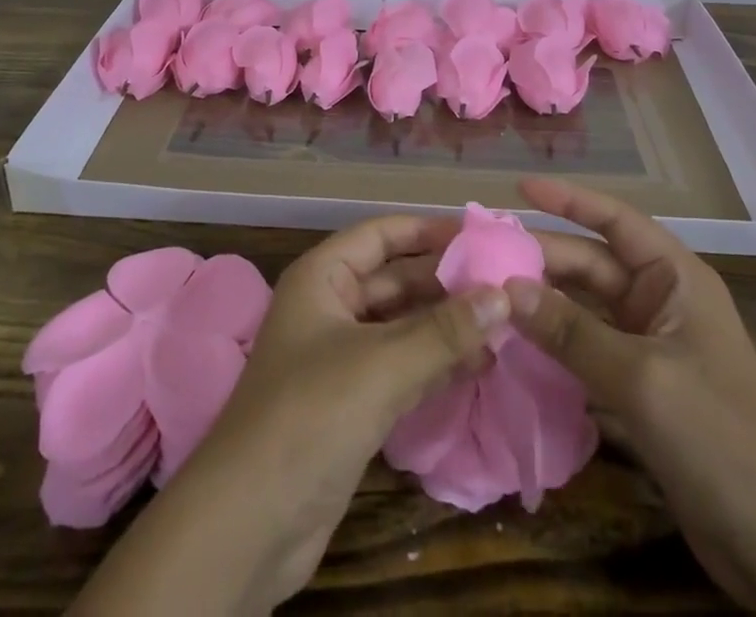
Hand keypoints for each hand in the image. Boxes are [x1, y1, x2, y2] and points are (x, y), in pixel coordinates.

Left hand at [71, 215, 508, 616]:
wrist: (249, 525)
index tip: (482, 236)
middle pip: (396, 279)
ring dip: (446, 326)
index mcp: (323, 277)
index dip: (429, 231)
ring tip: (504, 326)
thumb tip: (504, 295)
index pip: (382, 234)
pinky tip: (478, 366)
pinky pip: (401, 367)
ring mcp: (341, 357)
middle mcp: (331, 307)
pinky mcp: (351, 403)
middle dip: (446, 282)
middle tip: (506, 285)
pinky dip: (436, 364)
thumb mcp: (381, 366)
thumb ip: (444, 330)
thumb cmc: (309, 416)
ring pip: (402, 326)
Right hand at [504, 177, 755, 463]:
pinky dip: (553, 345)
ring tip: (486, 295)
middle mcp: (660, 301)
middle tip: (481, 256)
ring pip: (583, 308)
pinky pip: (586, 349)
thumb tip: (506, 289)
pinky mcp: (640, 389)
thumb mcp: (640, 378)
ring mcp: (650, 346)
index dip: (567, 199)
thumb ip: (571, 332)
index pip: (614, 220)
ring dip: (541, 303)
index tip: (518, 186)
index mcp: (674, 278)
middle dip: (540, 257)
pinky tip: (513, 346)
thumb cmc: (719, 438)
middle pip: (589, 264)